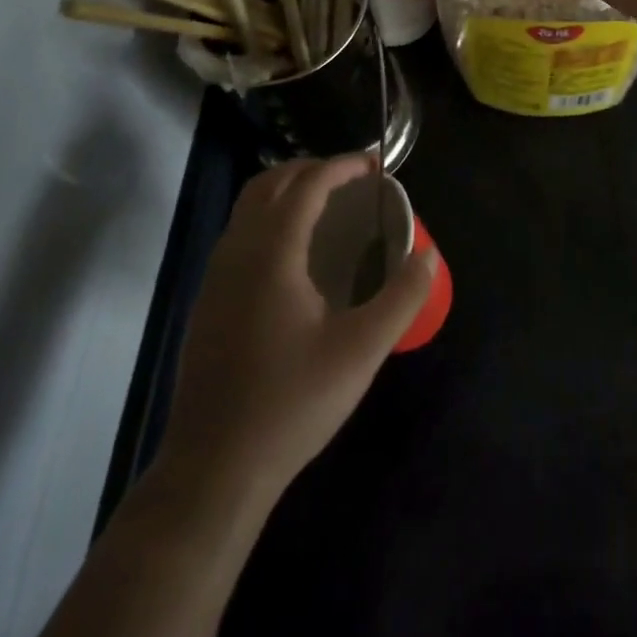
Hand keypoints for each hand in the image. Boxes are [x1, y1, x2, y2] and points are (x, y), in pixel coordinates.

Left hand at [158, 154, 437, 500]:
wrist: (213, 470)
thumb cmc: (291, 404)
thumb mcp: (361, 351)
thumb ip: (401, 297)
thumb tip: (429, 255)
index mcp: (272, 252)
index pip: (307, 184)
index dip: (342, 166)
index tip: (375, 165)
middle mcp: (237, 252)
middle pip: (270, 183)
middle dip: (311, 168)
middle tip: (351, 179)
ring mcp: (215, 277)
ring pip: (248, 208)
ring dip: (286, 191)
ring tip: (326, 207)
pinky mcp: (208, 302)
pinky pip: (239, 234)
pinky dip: (269, 217)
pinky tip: (294, 255)